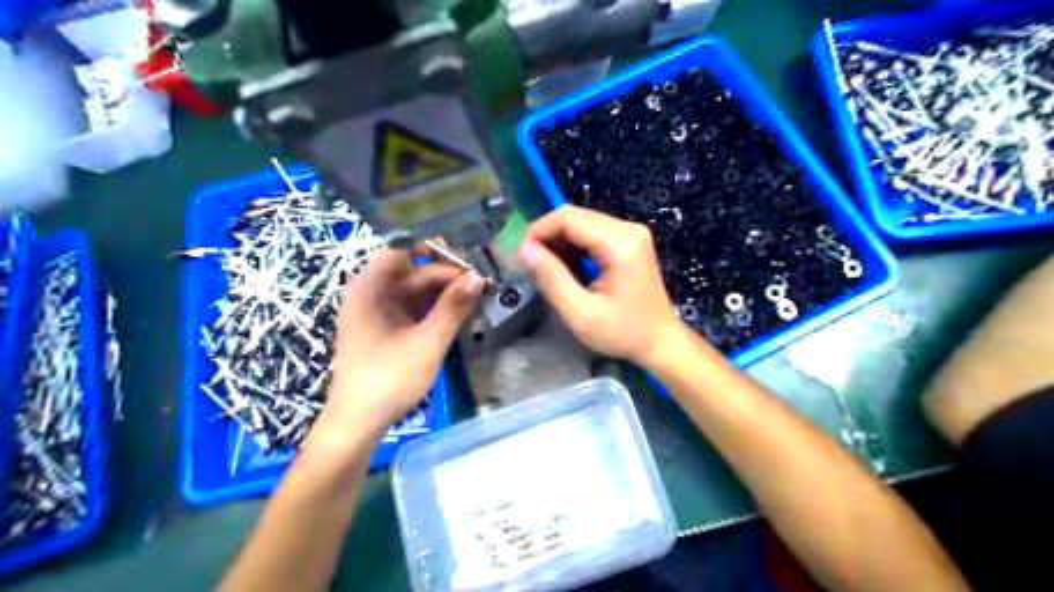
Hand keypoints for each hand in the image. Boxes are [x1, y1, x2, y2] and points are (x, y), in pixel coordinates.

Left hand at [307, 249, 483, 448]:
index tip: (467, 254)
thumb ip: (453, 306)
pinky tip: (458, 311)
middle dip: (446, 273)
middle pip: (412, 270)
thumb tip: (479, 276)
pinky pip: (412, 308)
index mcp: (370, 287)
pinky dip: (434, 307)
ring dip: (443, 291)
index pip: (403, 248)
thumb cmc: (389, 378)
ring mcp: (376, 312)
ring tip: (476, 295)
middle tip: (481, 280)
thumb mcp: (428, 341)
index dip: (434, 247)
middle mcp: (370, 292)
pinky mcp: (384, 328)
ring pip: (415, 290)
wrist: (358, 423)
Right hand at [517, 206, 684, 368]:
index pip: (568, 218)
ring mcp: (631, 233)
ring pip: (582, 223)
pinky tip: (570, 270)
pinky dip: (575, 247)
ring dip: (560, 242)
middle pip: (575, 216)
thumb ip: (552, 279)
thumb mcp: (581, 313)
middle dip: (548, 236)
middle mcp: (628, 229)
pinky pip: (593, 233)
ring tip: (551, 271)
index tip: (523, 256)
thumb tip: (526, 250)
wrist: (660, 342)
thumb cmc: (623, 333)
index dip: (539, 231)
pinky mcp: (629, 241)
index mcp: (619, 243)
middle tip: (533, 266)